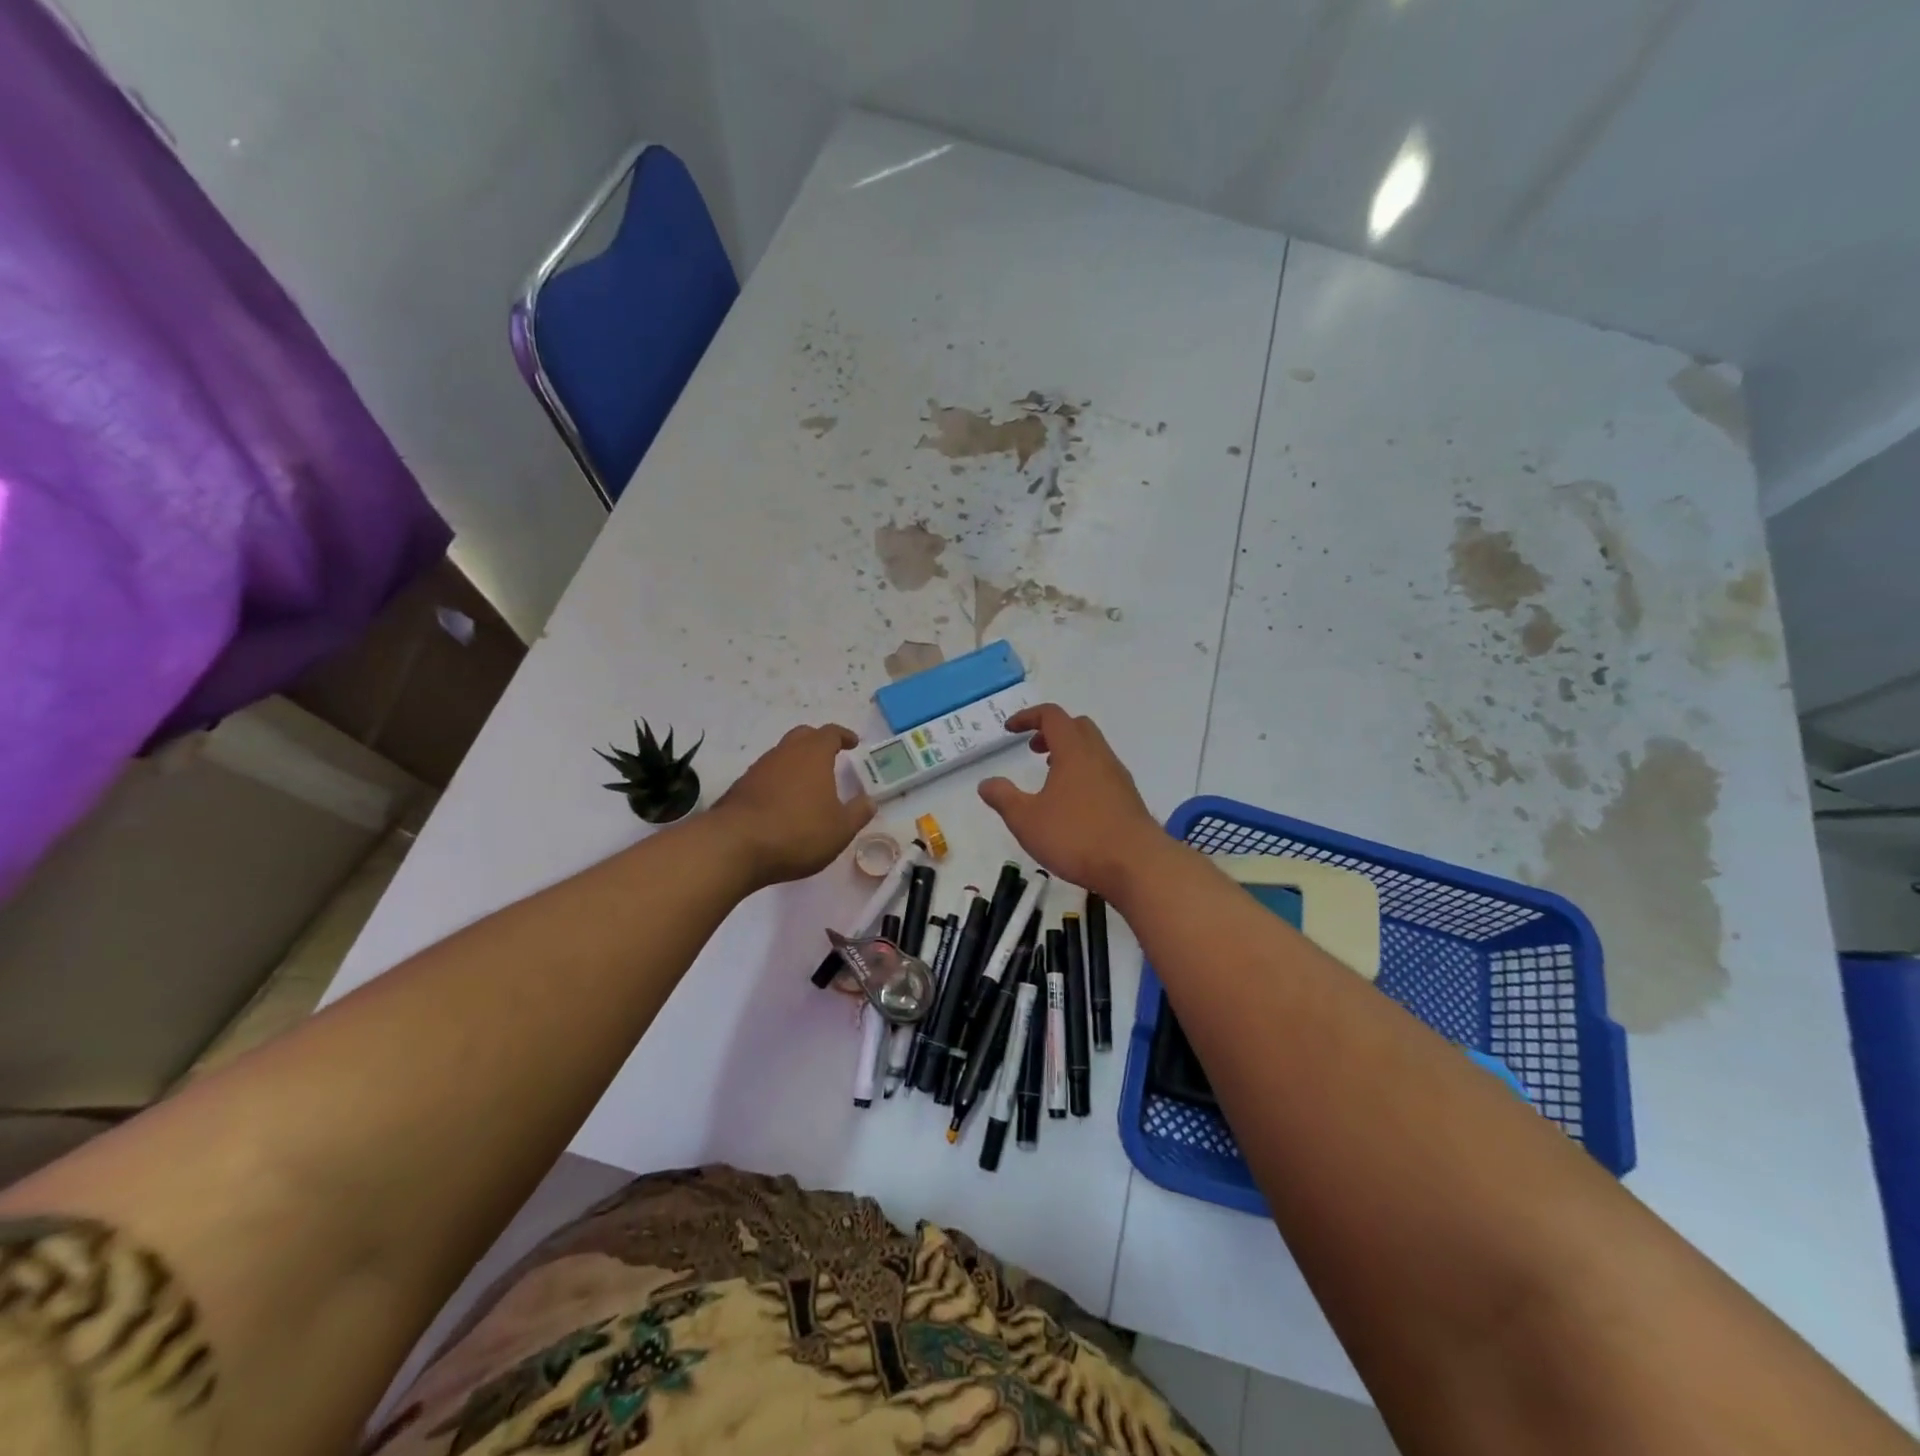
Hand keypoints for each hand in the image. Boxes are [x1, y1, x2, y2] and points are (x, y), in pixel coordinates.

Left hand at [711, 724, 873, 887]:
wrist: (734, 846)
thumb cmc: (797, 832)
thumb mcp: (840, 829)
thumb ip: (858, 813)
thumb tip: (869, 801)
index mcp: (813, 755)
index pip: (830, 733)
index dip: (843, 736)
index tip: (853, 743)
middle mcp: (784, 754)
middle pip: (802, 736)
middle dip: (818, 742)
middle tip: (830, 756)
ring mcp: (758, 769)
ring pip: (782, 755)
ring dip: (796, 763)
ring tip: (808, 784)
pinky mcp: (740, 788)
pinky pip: (766, 775)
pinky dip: (778, 781)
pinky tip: (783, 803)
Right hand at [978, 705, 1165, 898]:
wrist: (1137, 865)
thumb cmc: (1077, 837)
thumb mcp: (1027, 820)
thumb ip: (1004, 798)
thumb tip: (986, 783)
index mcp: (1074, 752)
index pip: (1052, 716)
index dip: (1028, 716)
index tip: (1010, 729)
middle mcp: (1099, 756)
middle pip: (1077, 727)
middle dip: (1052, 731)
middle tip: (1033, 749)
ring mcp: (1118, 777)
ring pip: (1093, 750)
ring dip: (1069, 754)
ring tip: (1050, 778)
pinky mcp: (1129, 799)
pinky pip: (1103, 772)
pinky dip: (1084, 774)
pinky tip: (1073, 804)